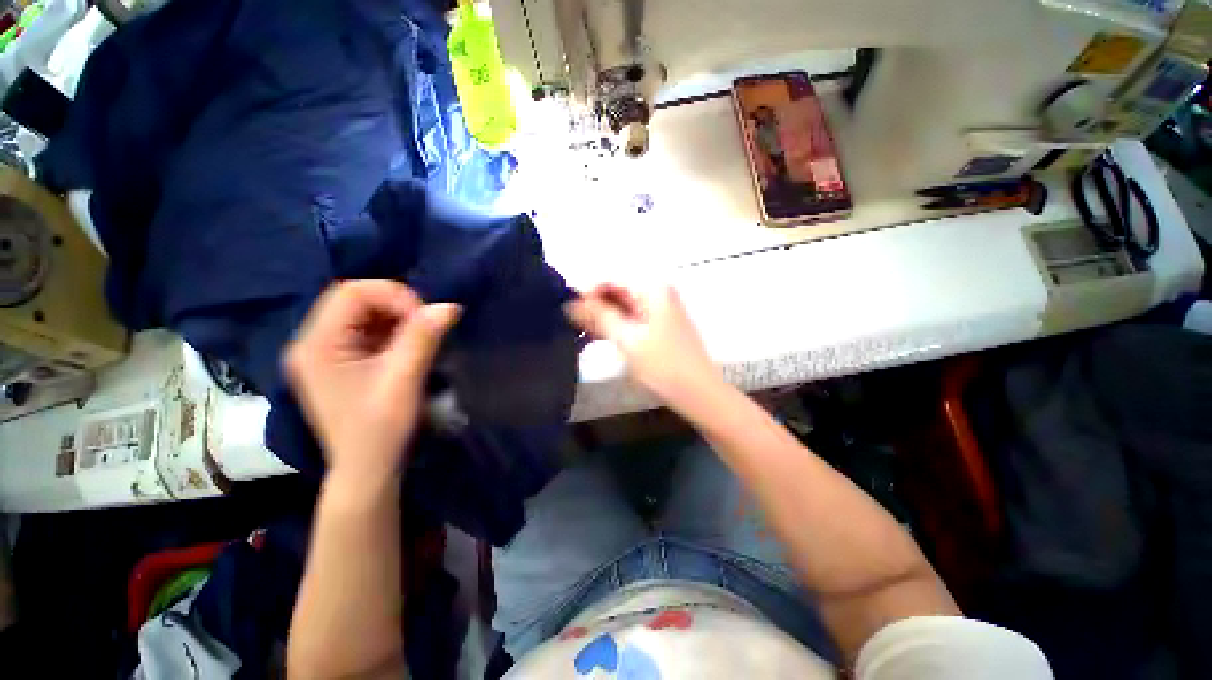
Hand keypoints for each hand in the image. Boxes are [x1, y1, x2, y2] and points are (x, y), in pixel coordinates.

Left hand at [284, 280, 460, 483]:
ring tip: (422, 338)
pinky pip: (370, 331)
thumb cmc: (380, 429)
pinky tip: (411, 347)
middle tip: (427, 327)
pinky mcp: (343, 361)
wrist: (368, 469)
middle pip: (356, 300)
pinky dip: (396, 332)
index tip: (425, 318)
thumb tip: (449, 306)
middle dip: (398, 307)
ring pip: (366, 313)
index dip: (393, 296)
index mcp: (317, 345)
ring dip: (399, 319)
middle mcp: (314, 342)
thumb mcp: (403, 379)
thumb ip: (423, 337)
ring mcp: (327, 352)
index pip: (351, 292)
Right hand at [565, 283, 720, 406]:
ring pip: (621, 307)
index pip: (610, 278)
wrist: (699, 393)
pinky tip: (596, 339)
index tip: (568, 312)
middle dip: (593, 307)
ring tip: (579, 334)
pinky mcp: (657, 326)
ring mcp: (657, 310)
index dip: (587, 292)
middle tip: (571, 326)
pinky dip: (613, 327)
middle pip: (616, 291)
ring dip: (601, 318)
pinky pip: (629, 319)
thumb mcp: (626, 339)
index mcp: (652, 288)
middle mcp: (656, 292)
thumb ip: (598, 317)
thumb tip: (570, 304)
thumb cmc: (663, 365)